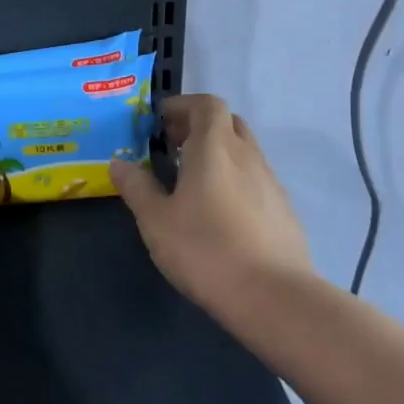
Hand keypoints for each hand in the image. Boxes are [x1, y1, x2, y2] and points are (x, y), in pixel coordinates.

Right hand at [109, 94, 313, 327]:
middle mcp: (247, 156)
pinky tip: (219, 214)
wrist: (275, 299)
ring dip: (218, 155)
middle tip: (172, 148)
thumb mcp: (156, 220)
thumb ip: (136, 187)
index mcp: (214, 147)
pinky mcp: (284, 212)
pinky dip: (234, 181)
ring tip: (191, 183)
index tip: (159, 122)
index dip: (183, 106)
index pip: (207, 104)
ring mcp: (271, 183)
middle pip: (227, 123)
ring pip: (243, 152)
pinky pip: (255, 180)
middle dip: (199, 127)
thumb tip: (119, 164)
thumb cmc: (206, 250)